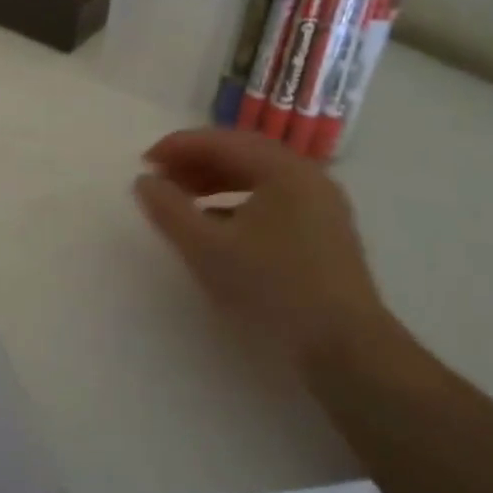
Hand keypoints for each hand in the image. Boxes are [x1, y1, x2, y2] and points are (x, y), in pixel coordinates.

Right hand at [134, 127, 392, 374]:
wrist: (348, 351)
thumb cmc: (273, 289)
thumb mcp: (208, 249)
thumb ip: (169, 210)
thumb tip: (144, 181)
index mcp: (283, 168)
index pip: (221, 141)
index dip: (177, 147)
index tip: (144, 163)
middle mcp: (307, 176)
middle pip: (241, 154)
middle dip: (196, 163)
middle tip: (160, 178)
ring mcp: (322, 205)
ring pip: (258, 178)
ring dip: (215, 182)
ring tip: (183, 199)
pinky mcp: (326, 233)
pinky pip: (273, 200)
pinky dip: (238, 203)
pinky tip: (217, 226)